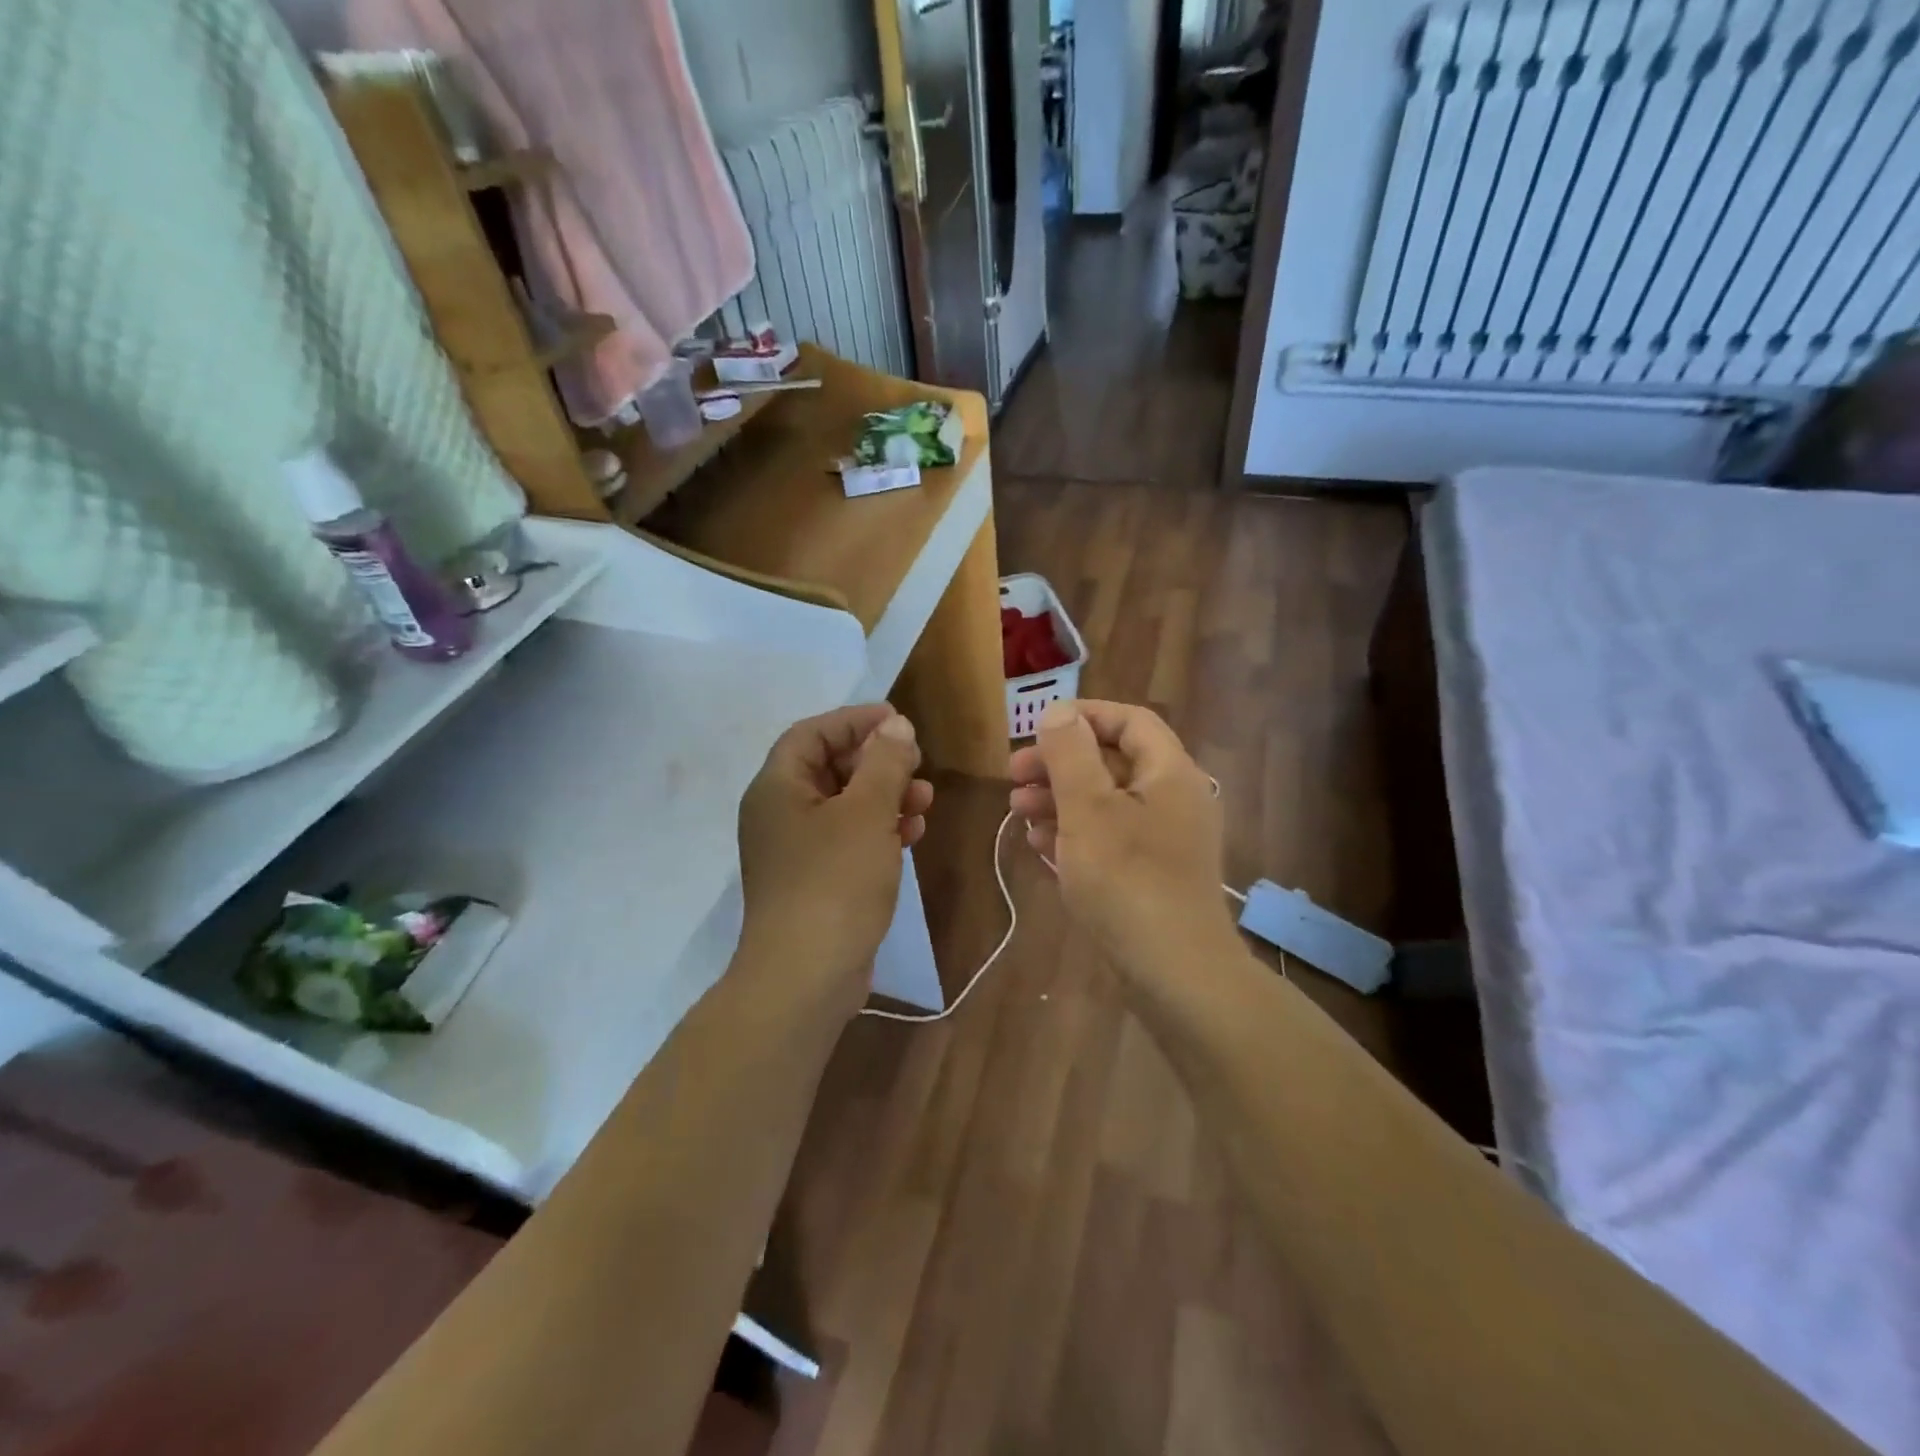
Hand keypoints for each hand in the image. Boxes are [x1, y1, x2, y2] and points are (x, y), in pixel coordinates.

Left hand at [737, 705, 933, 1011]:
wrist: (806, 976)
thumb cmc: (834, 881)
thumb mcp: (866, 812)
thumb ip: (884, 762)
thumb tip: (897, 725)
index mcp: (777, 788)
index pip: (812, 733)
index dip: (855, 721)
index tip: (898, 721)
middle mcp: (779, 814)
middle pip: (829, 768)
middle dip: (877, 762)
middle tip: (917, 762)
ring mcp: (795, 851)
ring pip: (843, 806)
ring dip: (885, 796)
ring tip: (925, 799)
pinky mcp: (814, 882)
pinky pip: (848, 840)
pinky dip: (879, 830)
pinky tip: (912, 834)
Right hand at [1009, 700, 1235, 983]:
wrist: (1176, 974)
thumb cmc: (1128, 881)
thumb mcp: (1088, 809)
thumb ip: (1070, 754)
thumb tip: (1058, 711)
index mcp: (1169, 773)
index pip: (1128, 721)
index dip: (1081, 716)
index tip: (1035, 729)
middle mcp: (1173, 799)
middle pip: (1111, 762)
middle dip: (1059, 764)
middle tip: (1012, 776)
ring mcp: (1164, 840)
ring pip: (1106, 802)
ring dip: (1059, 799)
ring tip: (1017, 811)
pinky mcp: (1152, 875)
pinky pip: (1109, 838)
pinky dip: (1074, 833)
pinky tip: (1040, 844)